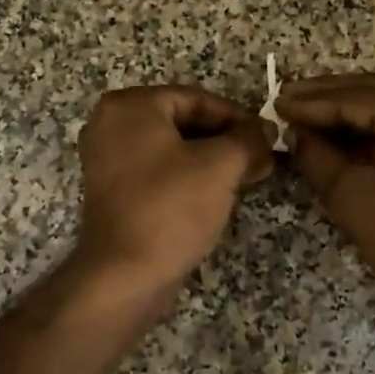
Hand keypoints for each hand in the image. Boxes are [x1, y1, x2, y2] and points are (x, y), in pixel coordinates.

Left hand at [73, 86, 273, 291]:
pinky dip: (188, 175)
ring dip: (212, 159)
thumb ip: (249, 139)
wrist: (124, 275)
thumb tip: (267, 129)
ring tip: (250, 175)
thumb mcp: (221, 166)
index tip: (268, 136)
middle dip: (226, 139)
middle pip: (183, 121)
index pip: (196, 98)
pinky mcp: (112, 190)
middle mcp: (111, 124)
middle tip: (263, 157)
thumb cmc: (171, 208)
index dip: (238, 117)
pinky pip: (158, 170)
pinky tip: (220, 192)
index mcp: (130, 106)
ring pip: (172, 147)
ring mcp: (107, 158)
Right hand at [278, 74, 374, 318]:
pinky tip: (344, 134)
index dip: (310, 102)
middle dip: (328, 97)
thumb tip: (296, 134)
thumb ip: (316, 155)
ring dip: (350, 112)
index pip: (353, 97)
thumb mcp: (351, 195)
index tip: (276, 103)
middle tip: (287, 100)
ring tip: (308, 115)